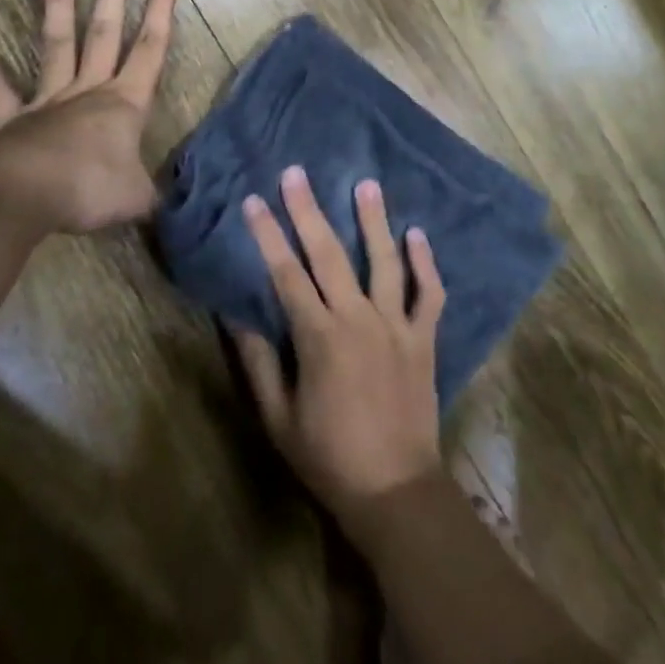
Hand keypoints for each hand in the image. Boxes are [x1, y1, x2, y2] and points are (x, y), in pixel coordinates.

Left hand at [0, 0, 177, 234]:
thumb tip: (164, 206)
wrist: (24, 198)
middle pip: (105, 32)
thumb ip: (150, 195)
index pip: (151, 49)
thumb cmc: (89, 190)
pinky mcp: (9, 117)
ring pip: (58, 42)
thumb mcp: (137, 199)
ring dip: (59, 2)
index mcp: (124, 104)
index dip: (161, 11)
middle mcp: (88, 90)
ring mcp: (46, 100)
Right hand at [231, 166, 446, 536]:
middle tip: (297, 173)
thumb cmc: (328, 457)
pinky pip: (428, 294)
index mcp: (319, 337)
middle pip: (329, 254)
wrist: (395, 490)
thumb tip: (236, 316)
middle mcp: (358, 319)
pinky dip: (425, 263)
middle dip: (309, 211)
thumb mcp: (278, 418)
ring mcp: (396, 325)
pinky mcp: (423, 338)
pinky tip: (418, 234)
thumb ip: (258, 363)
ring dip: (374, 221)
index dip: (267, 236)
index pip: (286, 274)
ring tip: (366, 184)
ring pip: (384, 262)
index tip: (253, 201)